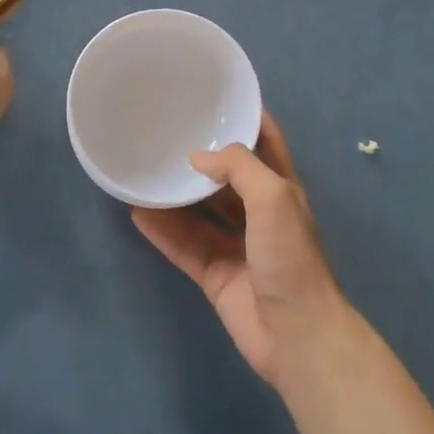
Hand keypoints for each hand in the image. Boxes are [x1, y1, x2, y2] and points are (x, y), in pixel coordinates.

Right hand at [131, 112, 349, 387]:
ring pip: (201, 213)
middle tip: (167, 135)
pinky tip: (137, 213)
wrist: (296, 334)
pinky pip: (184, 246)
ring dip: (176, 195)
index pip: (266, 144)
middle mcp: (259, 215)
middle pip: (227, 179)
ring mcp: (237, 247)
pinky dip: (162, 231)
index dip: (248, 120)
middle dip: (203, 159)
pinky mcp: (216, 275)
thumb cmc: (290, 257)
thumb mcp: (273, 197)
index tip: (217, 98)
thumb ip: (238, 168)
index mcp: (281, 191)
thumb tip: (198, 159)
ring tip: (145, 170)